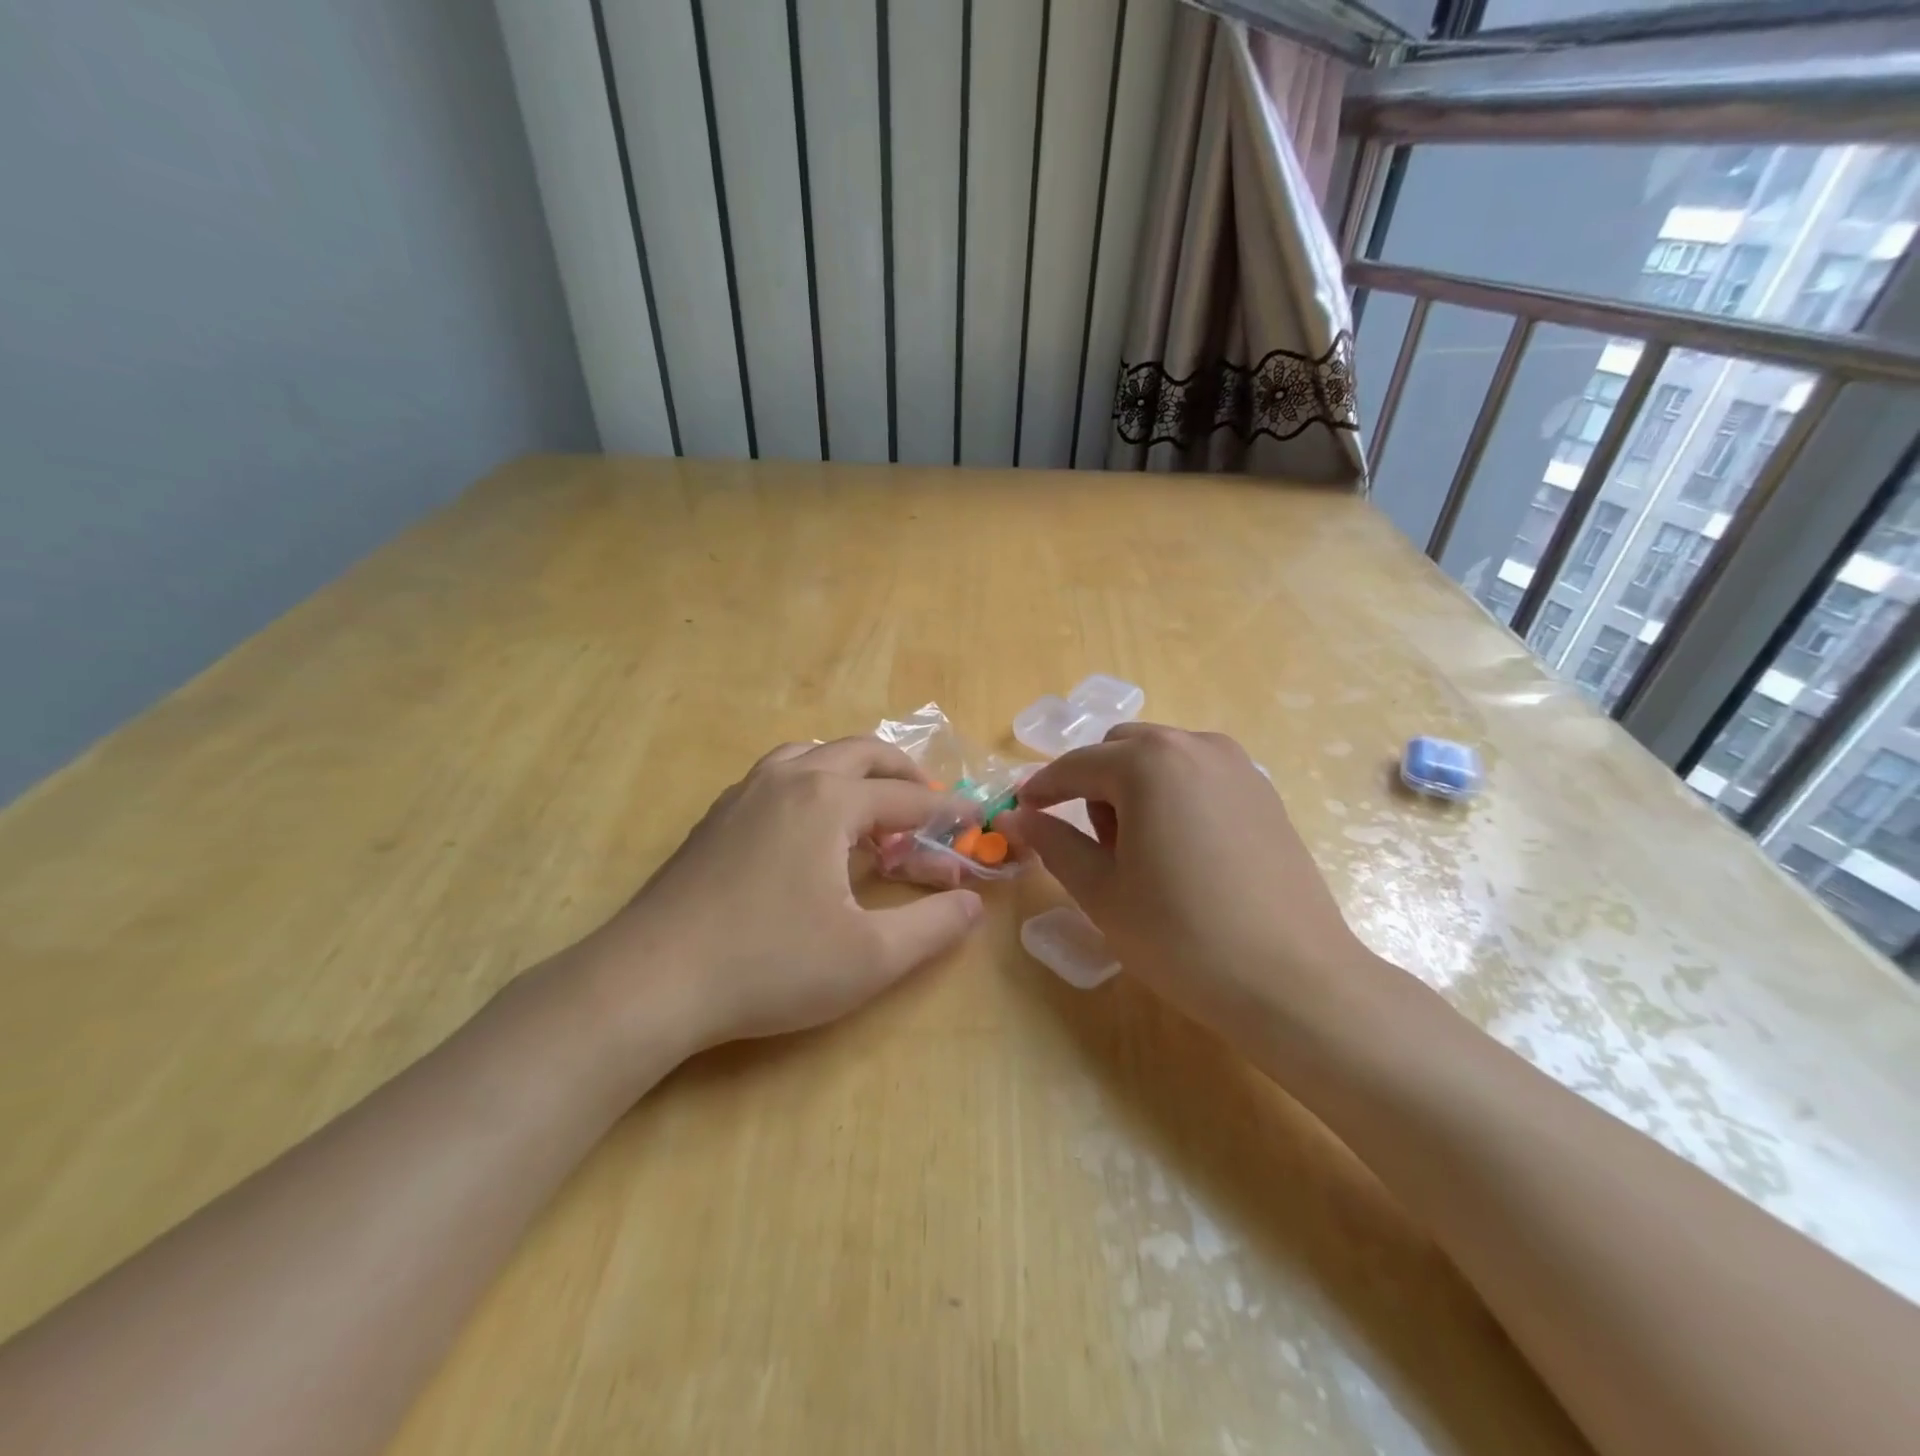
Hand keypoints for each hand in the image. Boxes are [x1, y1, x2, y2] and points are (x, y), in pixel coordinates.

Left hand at [577, 738, 983, 1057]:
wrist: (651, 980)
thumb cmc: (770, 965)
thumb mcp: (870, 957)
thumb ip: (933, 926)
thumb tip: (973, 903)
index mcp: (830, 801)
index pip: (907, 799)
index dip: (947, 813)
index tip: (976, 822)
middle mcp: (789, 780)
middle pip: (860, 753)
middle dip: (903, 774)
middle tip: (929, 805)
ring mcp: (745, 793)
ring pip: (811, 755)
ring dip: (852, 771)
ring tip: (870, 808)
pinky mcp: (716, 817)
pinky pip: (778, 776)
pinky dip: (811, 783)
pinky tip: (809, 827)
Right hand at [1001, 724, 1390, 1043]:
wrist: (1293, 981)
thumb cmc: (1182, 936)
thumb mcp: (1102, 892)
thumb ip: (1054, 843)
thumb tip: (1019, 816)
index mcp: (1149, 763)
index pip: (1076, 765)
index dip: (1042, 789)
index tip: (1022, 812)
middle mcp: (1195, 747)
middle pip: (1120, 750)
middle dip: (1093, 785)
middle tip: (1095, 846)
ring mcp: (1237, 766)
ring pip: (1162, 759)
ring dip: (1134, 789)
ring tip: (1142, 853)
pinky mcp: (1264, 793)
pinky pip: (1198, 776)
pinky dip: (1173, 797)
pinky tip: (1183, 853)